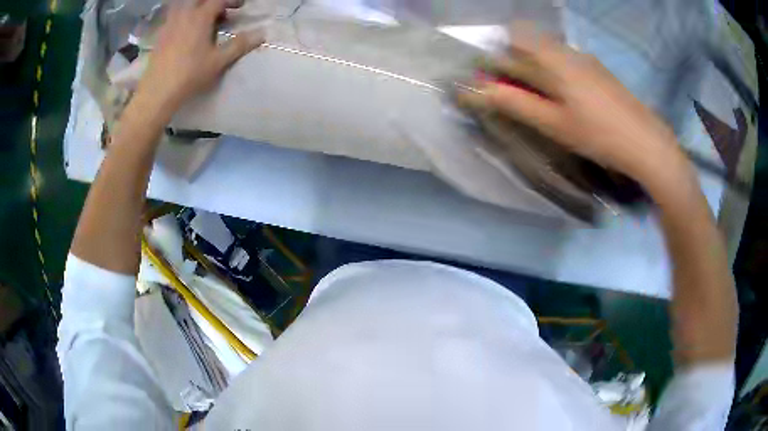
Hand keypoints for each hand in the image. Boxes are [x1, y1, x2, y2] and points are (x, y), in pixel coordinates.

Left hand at [136, 0, 264, 116]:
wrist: (158, 92)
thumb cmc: (190, 75)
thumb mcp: (218, 61)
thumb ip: (239, 45)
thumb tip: (262, 34)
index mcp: (200, 17)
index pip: (219, 0)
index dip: (231, 0)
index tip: (240, 6)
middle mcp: (184, 15)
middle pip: (199, 0)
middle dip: (212, 3)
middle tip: (221, 12)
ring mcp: (169, 24)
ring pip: (183, 6)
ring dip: (196, 8)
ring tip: (203, 19)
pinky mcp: (160, 35)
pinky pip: (172, 17)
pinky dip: (182, 17)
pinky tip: (185, 30)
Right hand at [457, 32, 691, 190]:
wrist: (646, 143)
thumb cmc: (598, 134)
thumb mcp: (554, 123)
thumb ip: (516, 103)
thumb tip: (479, 90)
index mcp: (556, 59)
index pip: (518, 36)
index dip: (501, 51)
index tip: (496, 76)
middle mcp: (571, 52)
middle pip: (534, 44)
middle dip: (518, 63)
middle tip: (516, 94)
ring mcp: (588, 60)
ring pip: (552, 54)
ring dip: (538, 70)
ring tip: (542, 101)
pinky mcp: (601, 72)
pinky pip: (569, 63)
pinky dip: (557, 75)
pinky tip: (568, 101)